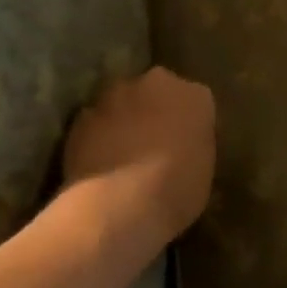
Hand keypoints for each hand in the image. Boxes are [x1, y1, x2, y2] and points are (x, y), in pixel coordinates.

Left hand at [60, 68, 215, 248]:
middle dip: (156, 110)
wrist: (119, 204)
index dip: (190, 123)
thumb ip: (194, 145)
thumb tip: (182, 146)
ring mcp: (115, 96)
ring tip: (123, 154)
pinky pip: (95, 122)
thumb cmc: (176, 191)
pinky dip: (98, 135)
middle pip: (158, 90)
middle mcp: (157, 83)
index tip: (187, 144)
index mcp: (196, 96)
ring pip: (123, 102)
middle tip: (156, 143)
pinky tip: (99, 163)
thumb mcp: (204, 169)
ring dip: (124, 119)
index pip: (197, 101)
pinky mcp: (82, 115)